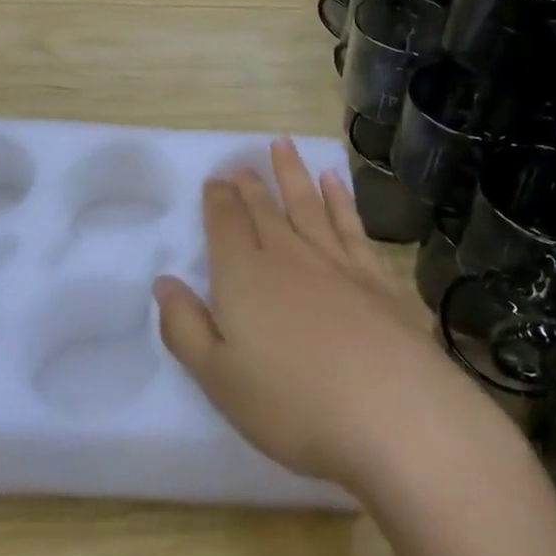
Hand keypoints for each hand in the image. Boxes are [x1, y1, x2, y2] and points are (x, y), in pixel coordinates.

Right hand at [153, 139, 487, 490]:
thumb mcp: (219, 379)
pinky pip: (349, 223)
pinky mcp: (374, 274)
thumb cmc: (293, 403)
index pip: (225, 224)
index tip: (215, 180)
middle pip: (264, 209)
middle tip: (243, 164)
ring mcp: (334, 260)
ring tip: (283, 145)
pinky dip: (339, 198)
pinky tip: (334, 181)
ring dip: (292, 173)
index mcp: (244, 276)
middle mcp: (287, 255)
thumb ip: (185, 328)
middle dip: (250, 184)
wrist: (391, 410)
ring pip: (307, 203)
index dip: (217, 200)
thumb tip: (164, 283)